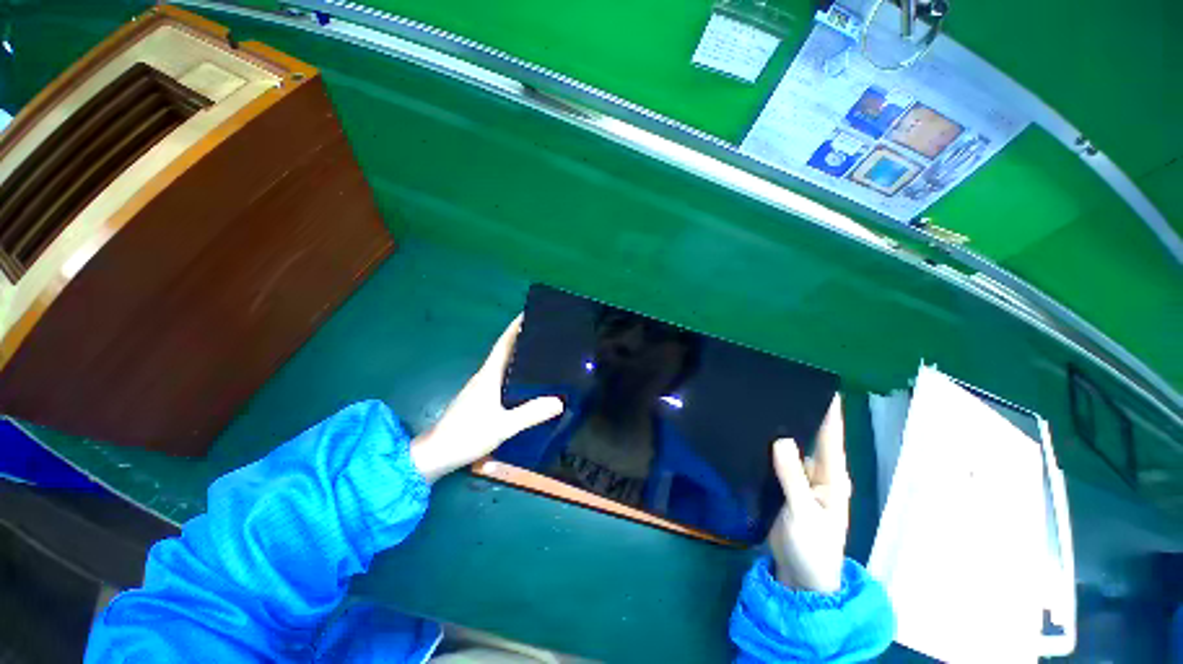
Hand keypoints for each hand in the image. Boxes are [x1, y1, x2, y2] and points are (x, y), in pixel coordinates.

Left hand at [410, 314, 563, 482]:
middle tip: (545, 334)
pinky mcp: (480, 399)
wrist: (436, 455)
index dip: (515, 327)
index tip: (528, 313)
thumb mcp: (503, 426)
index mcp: (488, 376)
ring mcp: (480, 388)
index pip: (503, 344)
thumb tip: (560, 401)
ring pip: (503, 365)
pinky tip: (527, 381)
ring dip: (518, 355)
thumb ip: (530, 414)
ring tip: (541, 353)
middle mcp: (484, 377)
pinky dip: (515, 372)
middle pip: (505, 351)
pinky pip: (502, 378)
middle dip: (522, 339)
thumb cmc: (467, 435)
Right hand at [768, 394, 849, 592]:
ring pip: (788, 448)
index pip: (831, 439)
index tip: (825, 388)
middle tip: (782, 389)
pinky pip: (773, 461)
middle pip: (809, 439)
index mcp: (831, 478)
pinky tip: (752, 435)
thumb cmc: (813, 548)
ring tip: (763, 406)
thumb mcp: (805, 513)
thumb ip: (793, 477)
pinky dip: (765, 448)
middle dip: (800, 415)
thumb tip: (781, 438)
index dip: (830, 414)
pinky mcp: (781, 486)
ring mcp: (798, 480)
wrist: (800, 576)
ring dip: (779, 430)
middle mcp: (816, 473)